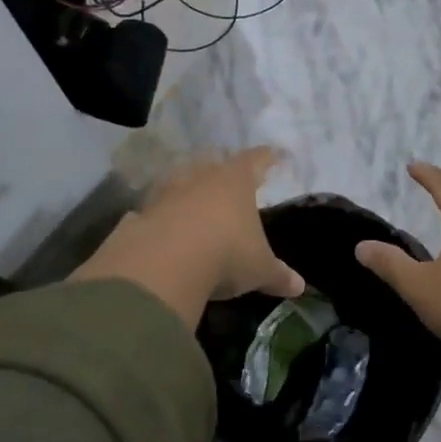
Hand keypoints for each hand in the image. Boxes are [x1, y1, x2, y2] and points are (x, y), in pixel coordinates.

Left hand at [70, 148, 304, 328]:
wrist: (163, 263)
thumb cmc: (226, 254)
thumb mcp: (259, 269)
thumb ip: (278, 275)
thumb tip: (300, 286)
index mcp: (236, 181)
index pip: (256, 160)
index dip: (266, 158)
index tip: (273, 155)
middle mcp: (201, 176)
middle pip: (213, 163)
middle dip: (221, 169)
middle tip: (228, 176)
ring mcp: (167, 191)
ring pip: (180, 180)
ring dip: (187, 189)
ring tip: (193, 200)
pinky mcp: (140, 213)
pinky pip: (154, 209)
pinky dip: (160, 215)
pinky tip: (163, 228)